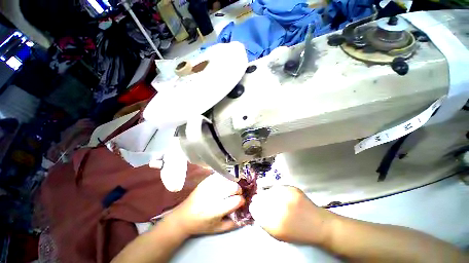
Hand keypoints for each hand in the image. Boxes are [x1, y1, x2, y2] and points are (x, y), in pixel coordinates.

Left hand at [165, 174, 245, 235]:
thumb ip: (233, 223)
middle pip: (233, 186)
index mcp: (216, 210)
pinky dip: (224, 178)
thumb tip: (246, 215)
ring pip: (227, 179)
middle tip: (237, 194)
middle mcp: (212, 196)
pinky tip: (224, 183)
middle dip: (238, 190)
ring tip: (230, 188)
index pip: (236, 200)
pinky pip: (219, 175)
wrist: (184, 217)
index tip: (240, 202)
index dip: (241, 200)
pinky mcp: (205, 181)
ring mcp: (208, 186)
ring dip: (232, 183)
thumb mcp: (218, 229)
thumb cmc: (201, 224)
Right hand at [249, 186, 333, 244]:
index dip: (253, 207)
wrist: (319, 225)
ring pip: (268, 191)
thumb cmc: (298, 233)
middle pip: (260, 199)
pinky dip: (274, 190)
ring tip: (268, 197)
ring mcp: (287, 197)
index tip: (253, 205)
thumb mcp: (279, 234)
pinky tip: (277, 194)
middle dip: (258, 199)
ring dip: (265, 194)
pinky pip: (277, 187)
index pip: (256, 211)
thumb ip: (264, 222)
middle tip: (258, 199)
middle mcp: (280, 209)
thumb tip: (255, 209)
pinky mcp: (292, 189)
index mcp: (275, 224)